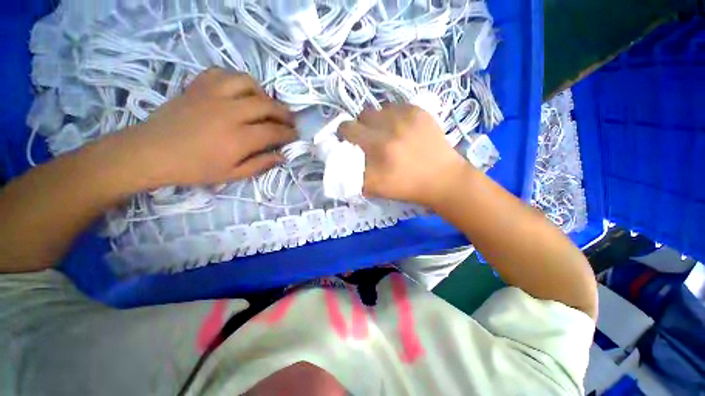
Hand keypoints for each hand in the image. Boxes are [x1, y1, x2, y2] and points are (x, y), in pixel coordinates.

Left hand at [121, 68, 296, 187]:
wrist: (151, 152)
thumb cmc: (194, 169)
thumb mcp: (232, 175)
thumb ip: (260, 165)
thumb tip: (282, 157)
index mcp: (239, 138)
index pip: (274, 132)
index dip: (289, 133)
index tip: (295, 135)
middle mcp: (230, 112)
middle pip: (267, 105)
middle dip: (284, 113)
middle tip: (290, 120)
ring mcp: (213, 95)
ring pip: (248, 83)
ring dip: (263, 93)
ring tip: (265, 104)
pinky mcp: (198, 86)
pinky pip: (223, 74)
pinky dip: (236, 80)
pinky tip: (239, 92)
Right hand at [339, 103, 469, 206]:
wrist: (441, 178)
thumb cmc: (406, 187)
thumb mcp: (375, 188)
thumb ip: (353, 173)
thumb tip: (340, 159)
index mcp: (375, 153)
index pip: (346, 131)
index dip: (344, 136)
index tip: (349, 143)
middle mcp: (386, 133)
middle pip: (357, 118)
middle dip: (357, 129)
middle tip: (367, 139)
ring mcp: (403, 118)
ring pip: (374, 111)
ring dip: (374, 122)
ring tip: (385, 134)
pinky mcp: (417, 111)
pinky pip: (392, 107)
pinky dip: (391, 118)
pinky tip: (401, 129)